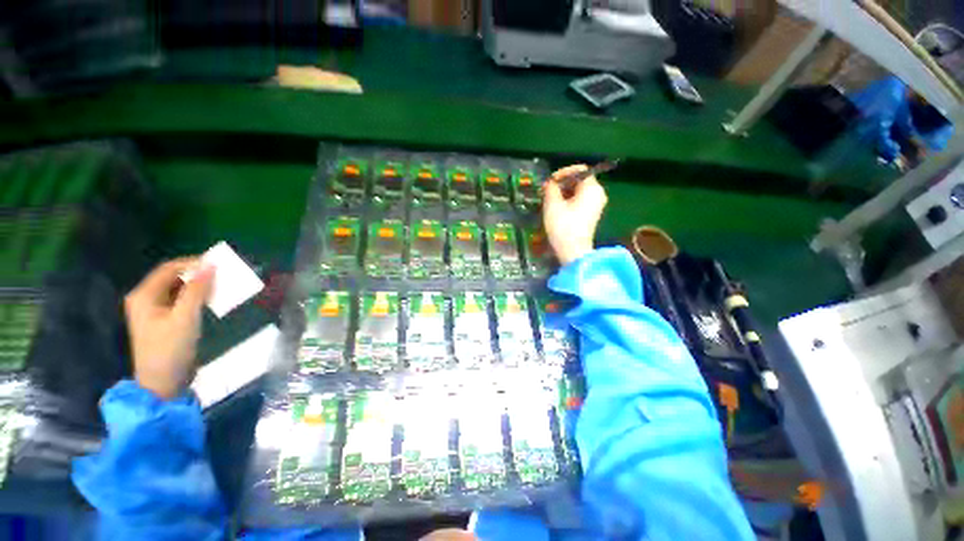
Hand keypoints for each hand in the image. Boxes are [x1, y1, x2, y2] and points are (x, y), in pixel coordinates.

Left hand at [125, 257, 213, 398]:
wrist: (162, 383)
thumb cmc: (170, 349)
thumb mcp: (185, 318)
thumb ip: (197, 290)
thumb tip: (211, 265)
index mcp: (144, 295)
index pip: (169, 268)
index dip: (194, 263)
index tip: (220, 264)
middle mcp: (145, 299)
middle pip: (173, 277)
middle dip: (198, 274)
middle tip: (223, 275)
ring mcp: (153, 311)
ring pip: (178, 289)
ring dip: (199, 286)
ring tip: (221, 287)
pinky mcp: (163, 321)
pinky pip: (180, 301)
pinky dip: (196, 297)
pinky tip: (210, 300)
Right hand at [543, 164, 607, 264]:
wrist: (573, 251)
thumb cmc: (563, 226)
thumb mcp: (552, 204)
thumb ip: (550, 188)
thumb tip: (549, 183)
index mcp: (592, 188)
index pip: (579, 170)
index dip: (563, 173)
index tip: (549, 182)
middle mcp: (598, 194)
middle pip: (579, 180)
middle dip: (562, 183)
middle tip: (547, 191)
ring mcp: (596, 206)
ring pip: (579, 191)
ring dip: (563, 193)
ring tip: (549, 200)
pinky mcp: (591, 215)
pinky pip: (580, 201)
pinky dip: (568, 201)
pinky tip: (556, 208)